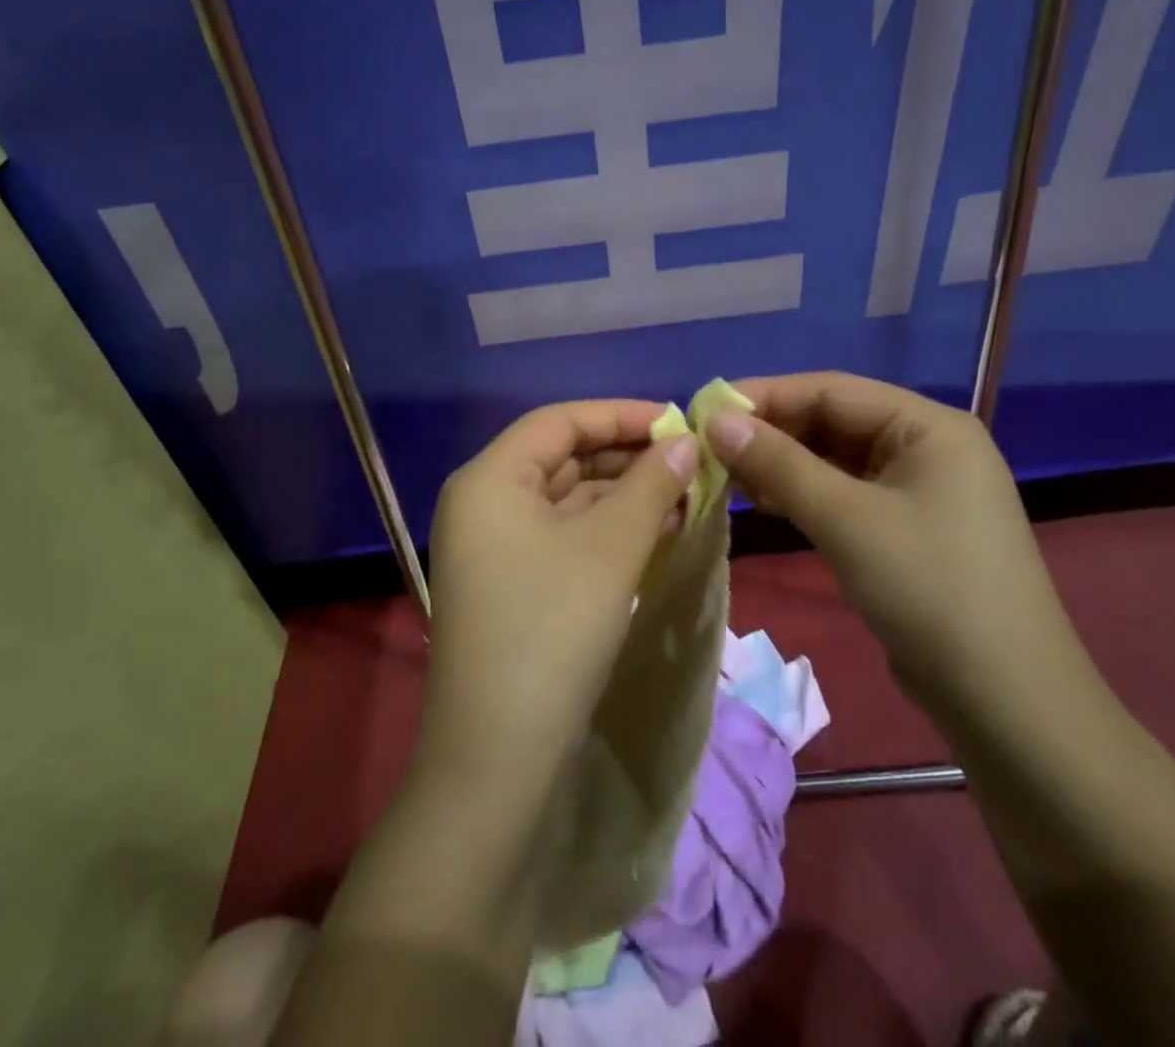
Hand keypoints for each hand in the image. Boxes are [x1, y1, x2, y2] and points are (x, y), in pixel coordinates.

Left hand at [419, 401, 698, 791]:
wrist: (499, 758)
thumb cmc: (552, 629)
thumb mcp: (610, 548)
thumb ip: (651, 485)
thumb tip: (686, 443)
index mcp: (491, 478)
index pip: (560, 421)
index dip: (621, 415)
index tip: (678, 422)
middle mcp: (484, 503)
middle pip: (563, 458)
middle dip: (628, 457)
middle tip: (690, 463)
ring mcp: (495, 548)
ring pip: (567, 500)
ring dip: (624, 496)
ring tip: (685, 497)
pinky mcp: (512, 585)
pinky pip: (564, 538)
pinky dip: (608, 531)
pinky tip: (657, 533)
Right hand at [703, 372, 1089, 717]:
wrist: (1006, 703)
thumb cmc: (929, 590)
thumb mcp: (845, 519)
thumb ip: (777, 464)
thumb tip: (715, 420)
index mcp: (928, 426)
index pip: (831, 389)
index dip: (765, 395)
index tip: (705, 410)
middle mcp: (925, 447)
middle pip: (832, 421)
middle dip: (771, 433)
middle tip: (709, 448)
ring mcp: (917, 490)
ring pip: (833, 460)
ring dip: (781, 465)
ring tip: (726, 476)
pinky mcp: (905, 529)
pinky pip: (843, 494)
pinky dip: (802, 494)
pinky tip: (763, 503)